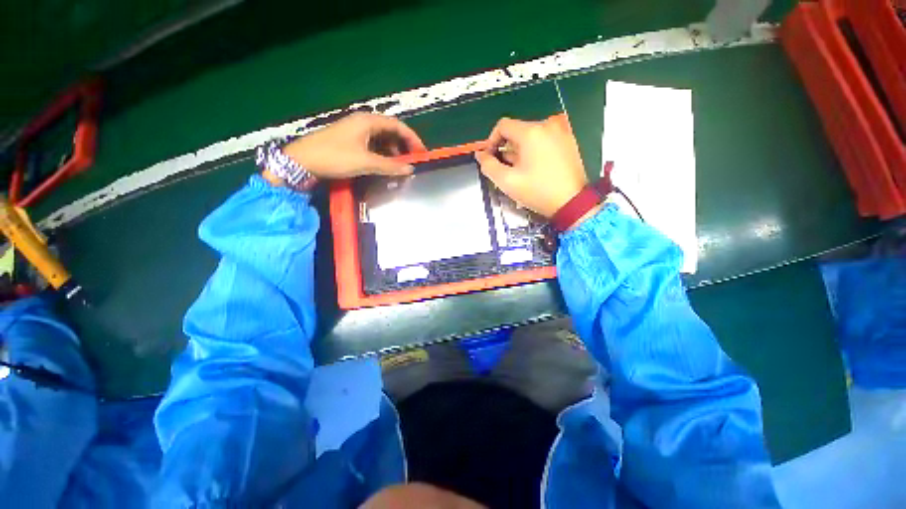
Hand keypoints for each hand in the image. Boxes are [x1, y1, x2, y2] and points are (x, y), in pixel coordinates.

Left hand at [281, 112, 425, 178]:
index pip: (398, 126)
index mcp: (368, 121)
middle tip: (411, 161)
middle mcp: (363, 122)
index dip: (412, 138)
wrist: (302, 161)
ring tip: (399, 166)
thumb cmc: (335, 157)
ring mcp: (355, 131)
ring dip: (392, 151)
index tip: (422, 153)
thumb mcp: (366, 162)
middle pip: (390, 131)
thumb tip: (410, 169)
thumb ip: (390, 166)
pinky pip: (372, 145)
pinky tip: (384, 165)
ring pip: (381, 139)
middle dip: (403, 146)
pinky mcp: (349, 140)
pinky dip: (382, 154)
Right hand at [475, 116, 586, 218]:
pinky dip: (535, 150)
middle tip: (507, 170)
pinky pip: (544, 140)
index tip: (491, 157)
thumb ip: (489, 165)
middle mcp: (547, 125)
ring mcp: (561, 131)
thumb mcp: (507, 181)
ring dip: (521, 151)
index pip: (503, 126)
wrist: (572, 202)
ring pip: (531, 136)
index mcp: (531, 132)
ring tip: (522, 172)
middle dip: (507, 149)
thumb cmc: (538, 192)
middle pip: (517, 131)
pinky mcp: (569, 140)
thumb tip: (481, 155)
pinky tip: (536, 168)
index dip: (492, 141)